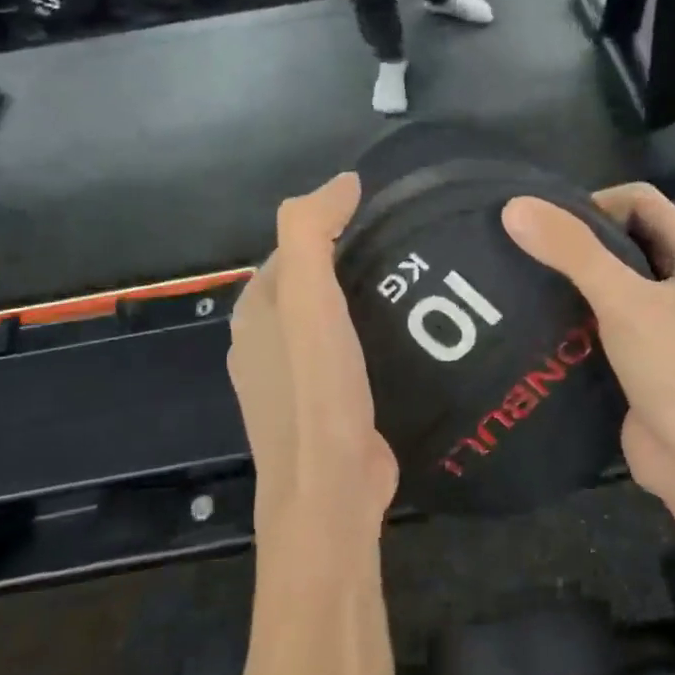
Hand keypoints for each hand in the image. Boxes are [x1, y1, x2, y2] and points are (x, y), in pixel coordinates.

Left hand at [228, 173, 397, 541]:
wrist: (330, 493)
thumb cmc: (316, 391)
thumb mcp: (307, 299)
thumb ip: (311, 231)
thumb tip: (344, 181)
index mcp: (254, 312)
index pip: (293, 247)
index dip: (332, 224)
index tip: (387, 216)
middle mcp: (265, 343)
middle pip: (313, 281)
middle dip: (353, 259)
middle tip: (413, 247)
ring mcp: (293, 381)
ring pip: (332, 318)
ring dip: (366, 297)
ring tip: (421, 283)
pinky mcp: (326, 407)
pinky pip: (348, 352)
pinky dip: (373, 333)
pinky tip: (410, 333)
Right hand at [502, 185, 674, 512]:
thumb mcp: (624, 301)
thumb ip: (573, 252)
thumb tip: (515, 207)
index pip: (639, 199)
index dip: (597, 202)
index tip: (552, 226)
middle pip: (622, 235)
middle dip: (578, 238)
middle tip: (528, 249)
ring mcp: (660, 316)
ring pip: (609, 277)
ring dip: (572, 276)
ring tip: (523, 279)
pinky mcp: (638, 350)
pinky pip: (601, 314)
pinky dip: (573, 310)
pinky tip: (538, 318)